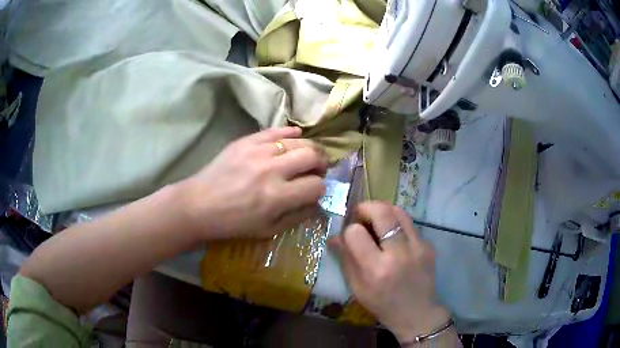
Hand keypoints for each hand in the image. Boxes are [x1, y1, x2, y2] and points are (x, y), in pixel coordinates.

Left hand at [178, 127, 328, 239]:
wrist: (199, 204)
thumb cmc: (233, 222)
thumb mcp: (268, 230)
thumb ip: (297, 216)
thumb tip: (316, 202)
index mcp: (277, 197)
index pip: (316, 186)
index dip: (321, 189)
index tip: (315, 190)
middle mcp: (271, 170)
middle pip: (312, 156)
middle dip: (322, 163)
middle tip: (318, 168)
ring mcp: (258, 151)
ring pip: (297, 141)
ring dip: (309, 149)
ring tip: (307, 155)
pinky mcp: (246, 141)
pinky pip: (275, 130)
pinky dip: (290, 132)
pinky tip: (296, 136)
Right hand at [330, 201, 450, 342]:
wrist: (417, 312)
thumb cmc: (383, 304)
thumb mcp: (358, 288)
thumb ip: (346, 260)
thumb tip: (335, 237)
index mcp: (377, 269)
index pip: (356, 233)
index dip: (349, 230)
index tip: (349, 234)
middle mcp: (399, 254)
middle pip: (382, 213)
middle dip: (366, 207)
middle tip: (360, 214)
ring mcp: (418, 247)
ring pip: (399, 212)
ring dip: (384, 210)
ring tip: (376, 218)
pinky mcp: (429, 245)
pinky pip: (410, 224)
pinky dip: (397, 223)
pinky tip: (394, 236)